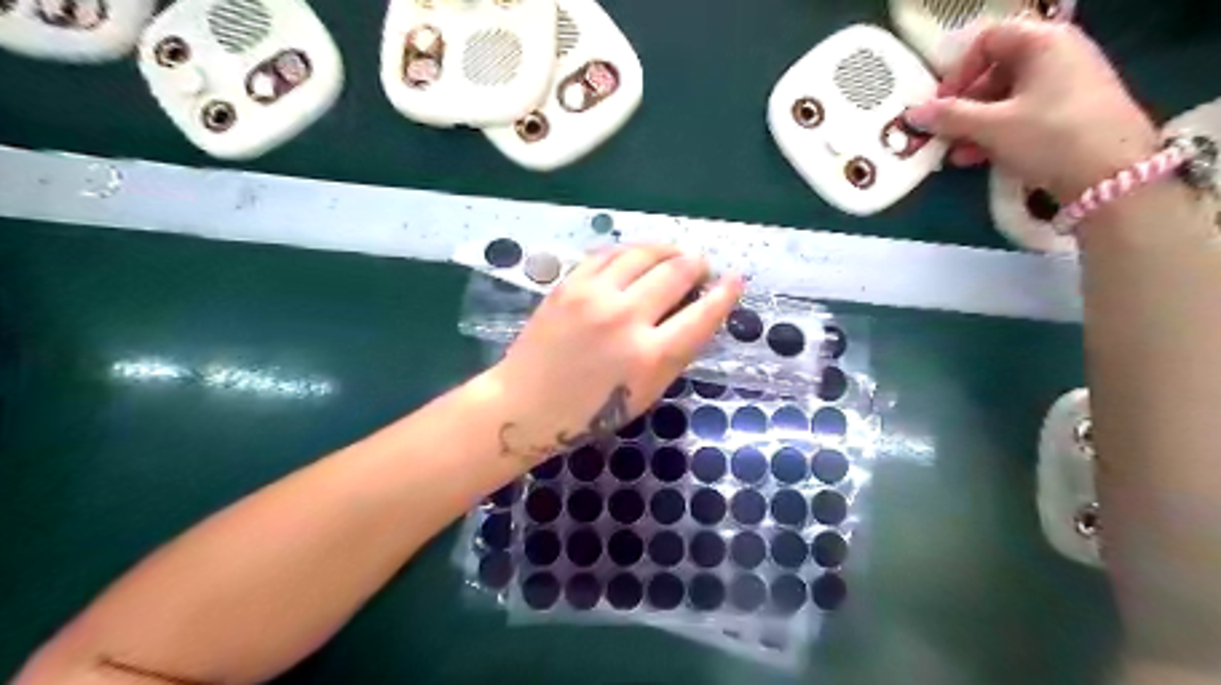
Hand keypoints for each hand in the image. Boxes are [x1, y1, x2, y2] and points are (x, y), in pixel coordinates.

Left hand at [491, 244, 743, 466]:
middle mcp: (626, 318)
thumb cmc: (589, 413)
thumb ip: (673, 354)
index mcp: (650, 357)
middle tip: (701, 267)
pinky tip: (637, 258)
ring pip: (644, 253)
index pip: (703, 315)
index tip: (735, 280)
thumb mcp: (645, 394)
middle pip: (676, 272)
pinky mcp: (569, 285)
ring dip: (667, 250)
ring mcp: (594, 296)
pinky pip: (609, 254)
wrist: (525, 404)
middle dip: (697, 265)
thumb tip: (694, 314)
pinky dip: (630, 252)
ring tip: (674, 255)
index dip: (725, 294)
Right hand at [911, 19, 1155, 199]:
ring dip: (974, 124)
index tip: (941, 103)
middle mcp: (1059, 53)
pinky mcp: (1071, 112)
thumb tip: (912, 113)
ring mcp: (1068, 83)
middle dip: (963, 104)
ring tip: (957, 154)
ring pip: (1006, 97)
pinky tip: (978, 158)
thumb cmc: (1050, 136)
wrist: (1112, 175)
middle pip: (995, 70)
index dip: (958, 70)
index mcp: (1043, 42)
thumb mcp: (992, 126)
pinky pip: (1023, 113)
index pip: (988, 40)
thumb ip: (949, 117)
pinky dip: (997, 132)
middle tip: (944, 133)